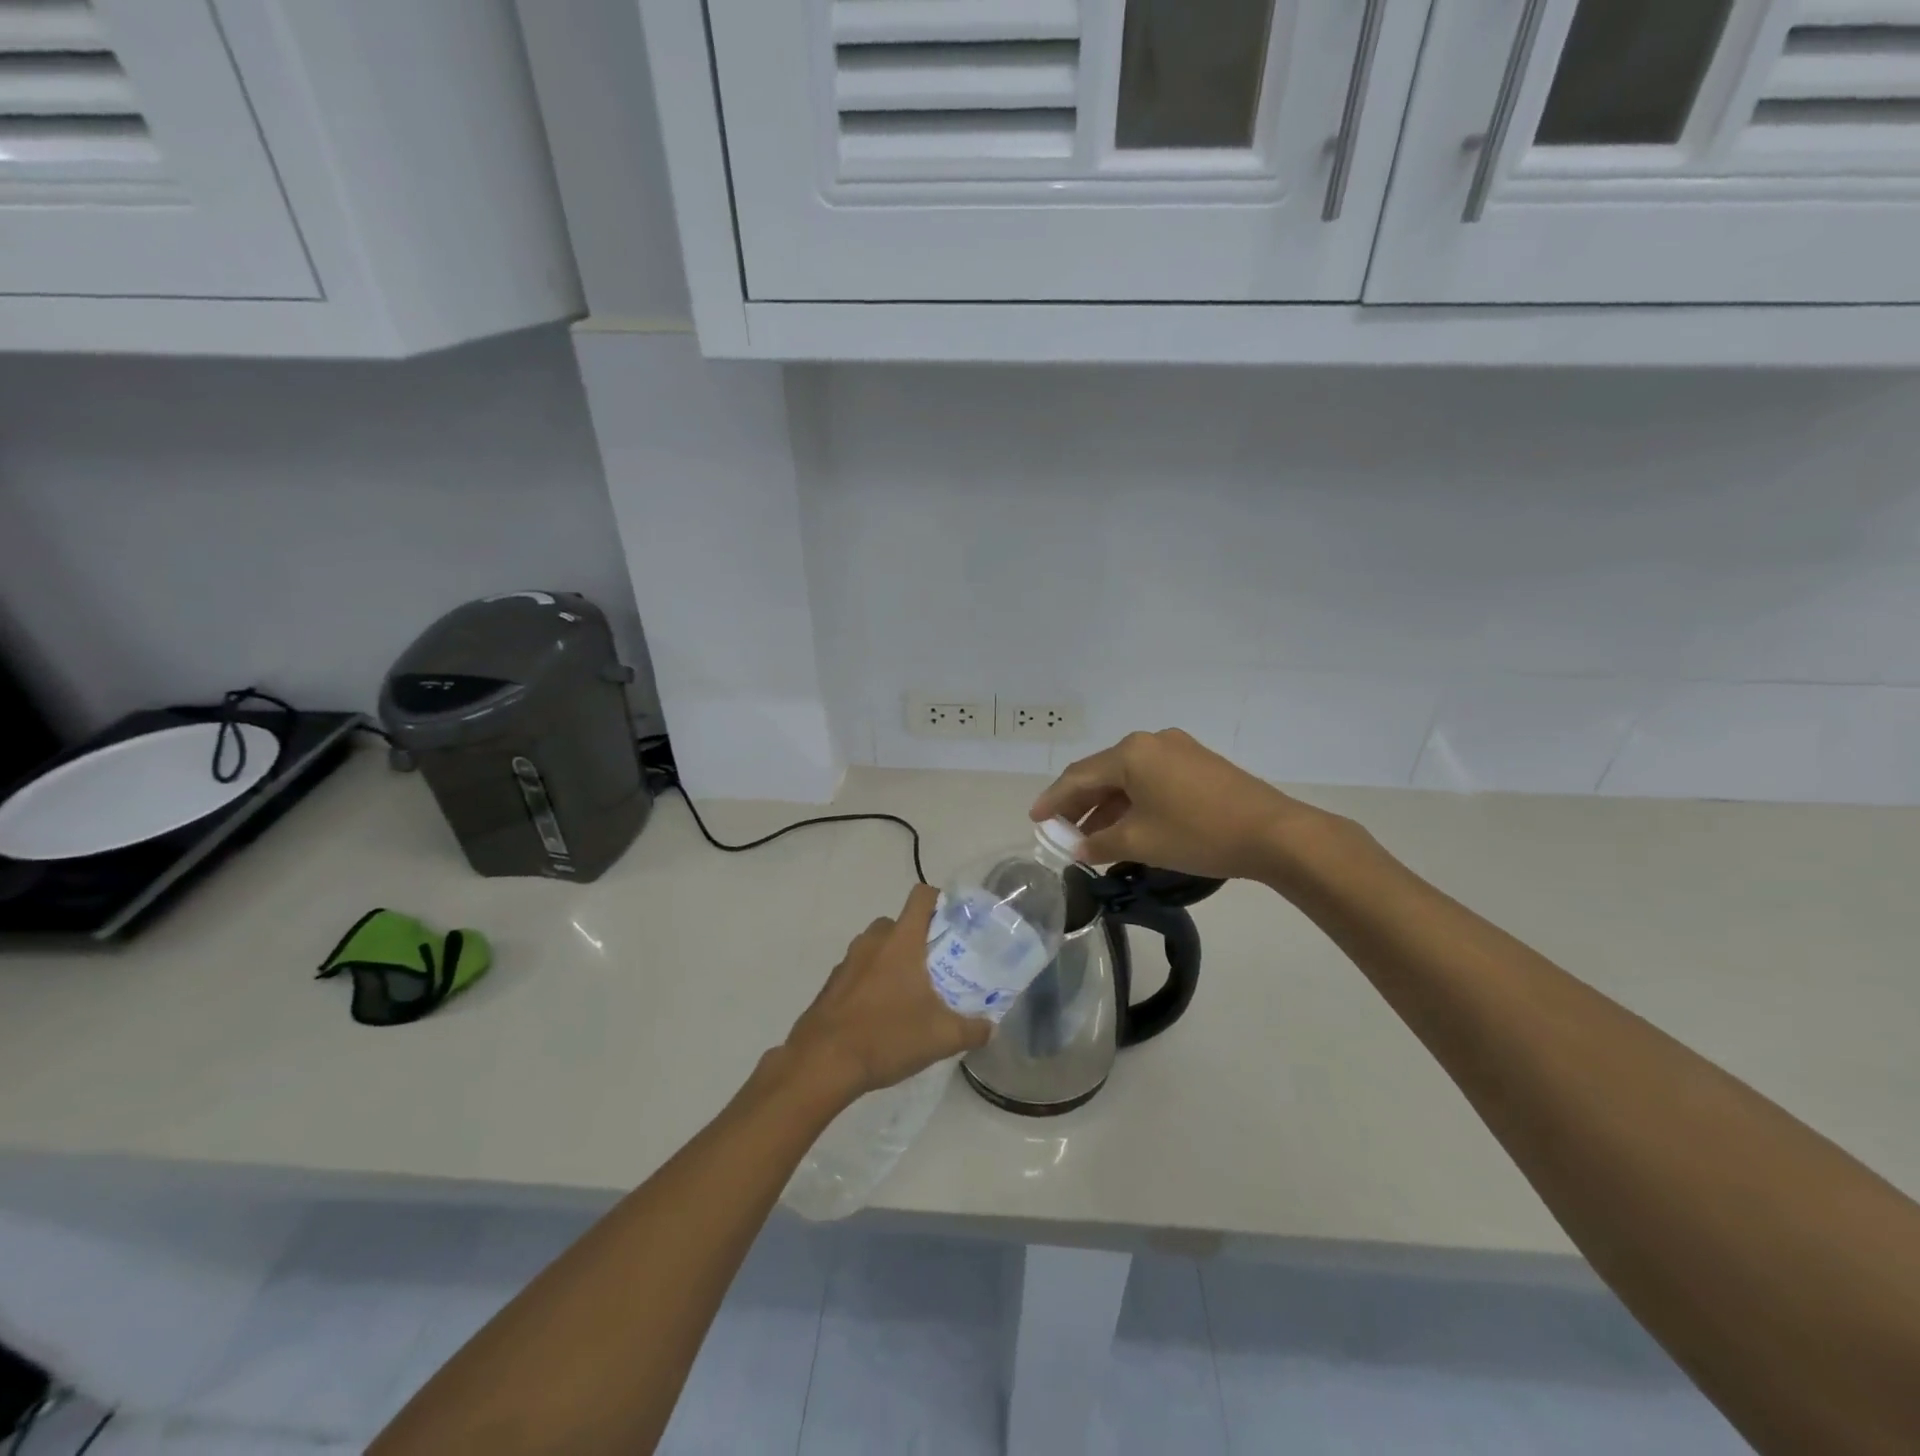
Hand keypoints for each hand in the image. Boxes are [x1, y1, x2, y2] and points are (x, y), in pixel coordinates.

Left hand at [784, 884, 991, 1101]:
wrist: (822, 1063)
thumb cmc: (886, 1036)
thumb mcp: (941, 1038)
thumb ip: (973, 1030)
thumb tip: (991, 1027)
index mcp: (901, 940)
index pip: (921, 896)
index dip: (940, 900)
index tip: (955, 922)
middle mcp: (873, 941)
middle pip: (900, 922)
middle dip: (919, 938)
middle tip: (938, 966)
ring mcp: (848, 961)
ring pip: (878, 946)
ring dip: (894, 960)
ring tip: (912, 993)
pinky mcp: (832, 983)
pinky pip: (860, 969)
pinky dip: (873, 980)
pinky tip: (883, 1014)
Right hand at [1031, 729, 1323, 881]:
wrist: (1274, 833)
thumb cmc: (1198, 833)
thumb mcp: (1140, 842)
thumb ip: (1100, 843)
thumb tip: (1078, 847)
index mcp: (1131, 753)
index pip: (1079, 776)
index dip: (1053, 800)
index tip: (1035, 819)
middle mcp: (1151, 741)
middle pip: (1103, 773)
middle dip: (1080, 803)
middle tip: (1061, 830)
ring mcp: (1178, 750)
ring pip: (1129, 778)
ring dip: (1108, 805)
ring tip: (1092, 837)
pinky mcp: (1199, 764)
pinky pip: (1152, 780)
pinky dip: (1133, 802)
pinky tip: (1128, 826)